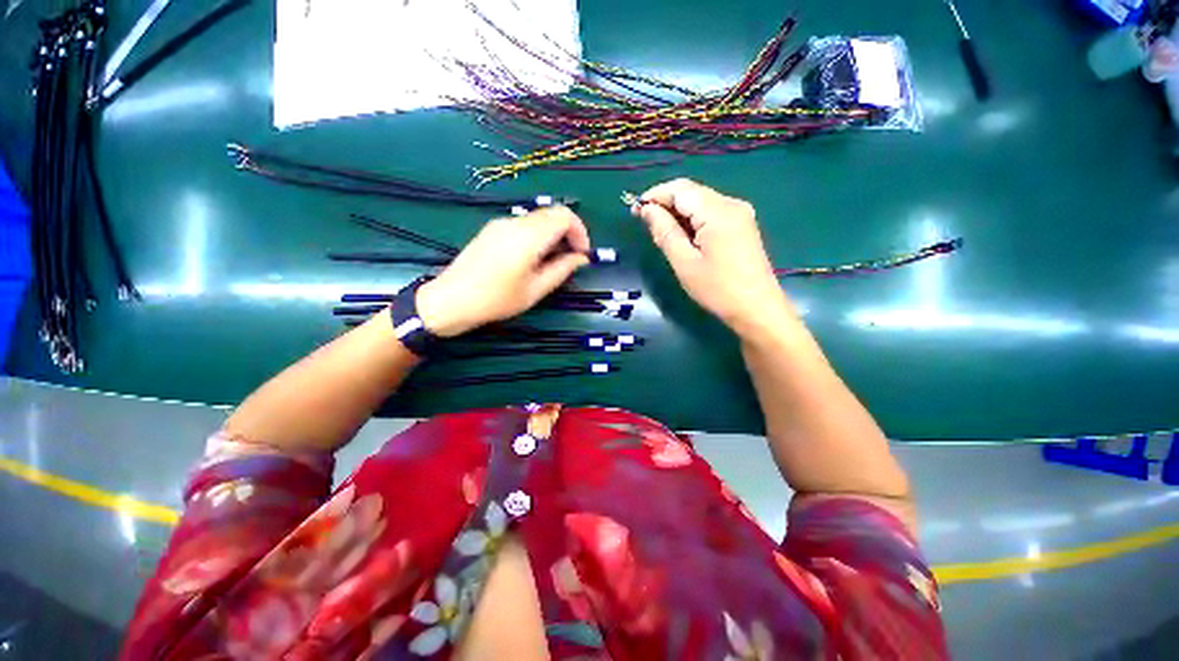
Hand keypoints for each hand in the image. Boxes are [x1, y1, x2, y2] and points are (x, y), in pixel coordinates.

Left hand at [416, 206, 590, 336]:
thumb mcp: (535, 290)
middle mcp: (515, 223)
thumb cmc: (496, 300)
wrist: (451, 300)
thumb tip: (582, 258)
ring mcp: (501, 223)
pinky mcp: (492, 229)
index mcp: (528, 237)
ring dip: (553, 234)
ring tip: (552, 261)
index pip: (564, 216)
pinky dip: (538, 234)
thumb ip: (562, 270)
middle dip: (568, 232)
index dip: (580, 232)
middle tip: (570, 258)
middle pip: (552, 213)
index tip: (582, 254)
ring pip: (538, 218)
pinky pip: (524, 224)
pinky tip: (532, 257)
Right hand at [633, 178, 792, 335]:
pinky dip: (692, 219)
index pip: (680, 189)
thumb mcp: (684, 262)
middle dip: (665, 202)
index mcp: (717, 211)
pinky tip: (683, 235)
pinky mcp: (742, 224)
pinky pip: (711, 212)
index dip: (655, 195)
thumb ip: (665, 232)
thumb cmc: (717, 289)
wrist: (757, 308)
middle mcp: (731, 204)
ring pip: (700, 201)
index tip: (635, 210)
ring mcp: (740, 213)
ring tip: (661, 232)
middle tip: (644, 222)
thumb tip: (647, 209)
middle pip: (691, 192)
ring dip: (678, 211)